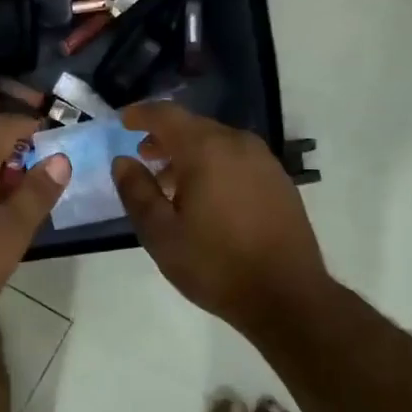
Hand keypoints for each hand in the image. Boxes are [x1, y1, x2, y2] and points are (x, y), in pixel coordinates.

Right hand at [112, 103, 332, 339]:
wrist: (288, 296)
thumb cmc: (216, 264)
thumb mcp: (161, 234)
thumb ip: (137, 192)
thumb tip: (123, 162)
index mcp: (206, 150)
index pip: (167, 115)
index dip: (141, 115)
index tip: (123, 122)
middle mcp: (238, 144)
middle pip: (194, 126)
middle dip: (165, 137)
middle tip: (144, 157)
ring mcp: (264, 161)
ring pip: (217, 142)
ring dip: (190, 153)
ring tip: (171, 183)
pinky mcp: (279, 180)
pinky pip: (237, 158)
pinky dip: (215, 165)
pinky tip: (207, 197)